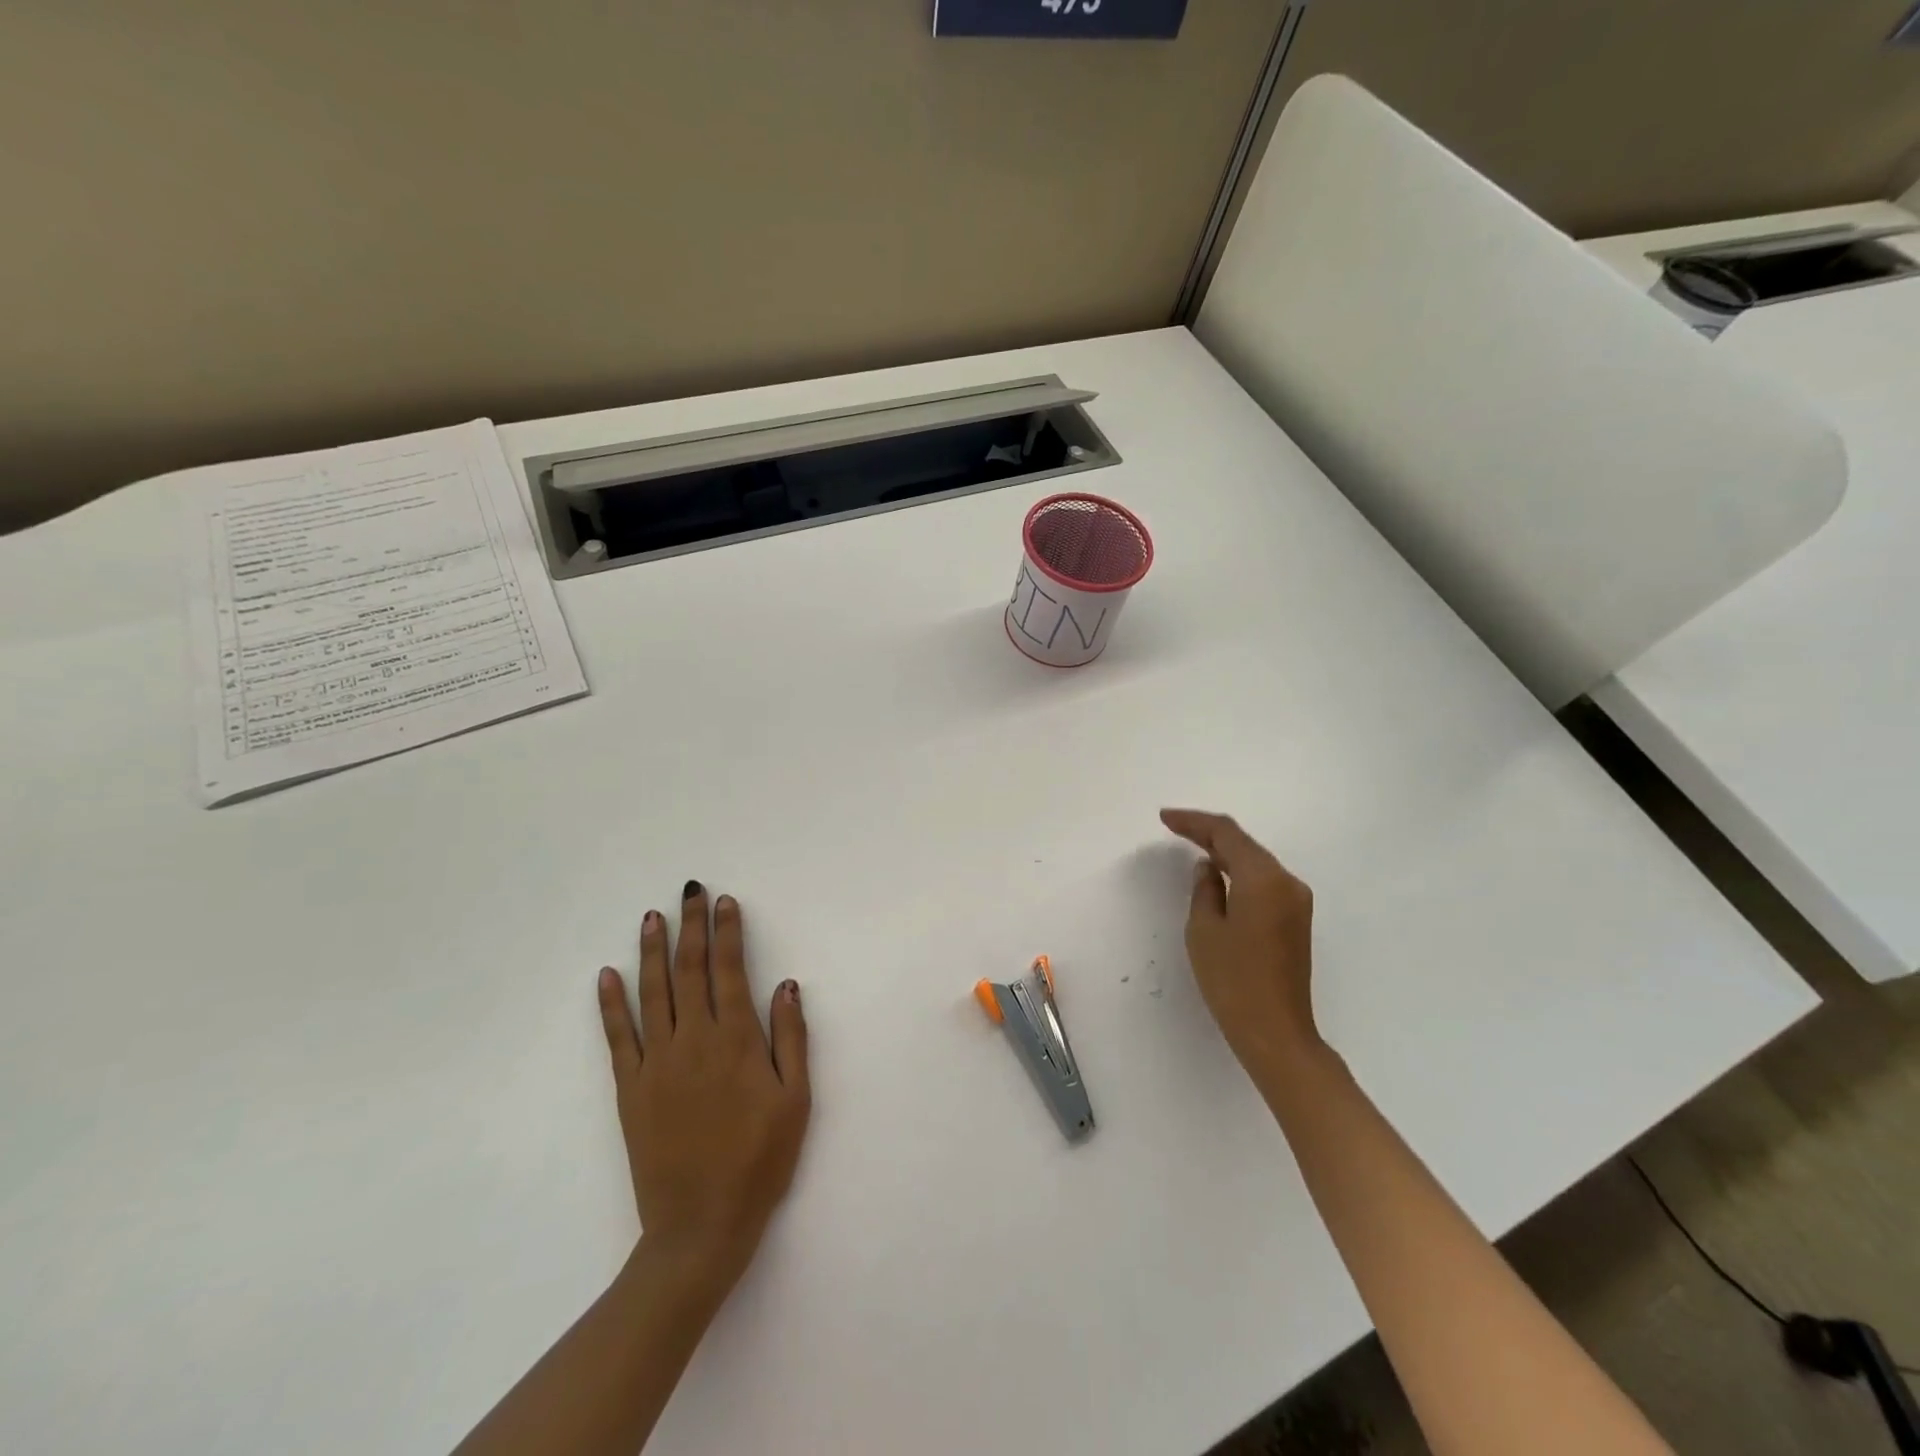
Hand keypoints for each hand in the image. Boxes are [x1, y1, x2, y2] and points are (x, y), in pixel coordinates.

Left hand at [596, 881, 810, 1296]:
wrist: (701, 1226)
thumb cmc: (760, 1160)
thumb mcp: (796, 1100)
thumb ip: (791, 1038)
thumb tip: (786, 984)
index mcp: (736, 1041)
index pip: (729, 971)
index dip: (727, 933)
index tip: (725, 902)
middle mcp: (694, 1041)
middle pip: (690, 971)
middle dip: (691, 926)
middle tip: (690, 890)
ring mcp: (657, 1063)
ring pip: (653, 993)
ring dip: (653, 951)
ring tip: (652, 917)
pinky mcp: (630, 1089)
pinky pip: (618, 1037)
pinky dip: (611, 1004)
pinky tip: (607, 975)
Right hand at [1160, 809, 1321, 1080]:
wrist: (1276, 1033)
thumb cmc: (1233, 980)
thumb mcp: (1204, 930)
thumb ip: (1205, 889)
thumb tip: (1208, 868)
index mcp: (1264, 879)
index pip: (1226, 834)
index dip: (1194, 822)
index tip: (1165, 818)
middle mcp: (1287, 883)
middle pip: (1245, 845)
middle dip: (1208, 833)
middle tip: (1174, 827)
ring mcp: (1296, 902)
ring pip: (1255, 862)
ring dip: (1224, 852)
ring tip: (1191, 846)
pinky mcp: (1295, 921)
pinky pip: (1263, 882)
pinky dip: (1238, 872)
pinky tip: (1218, 875)